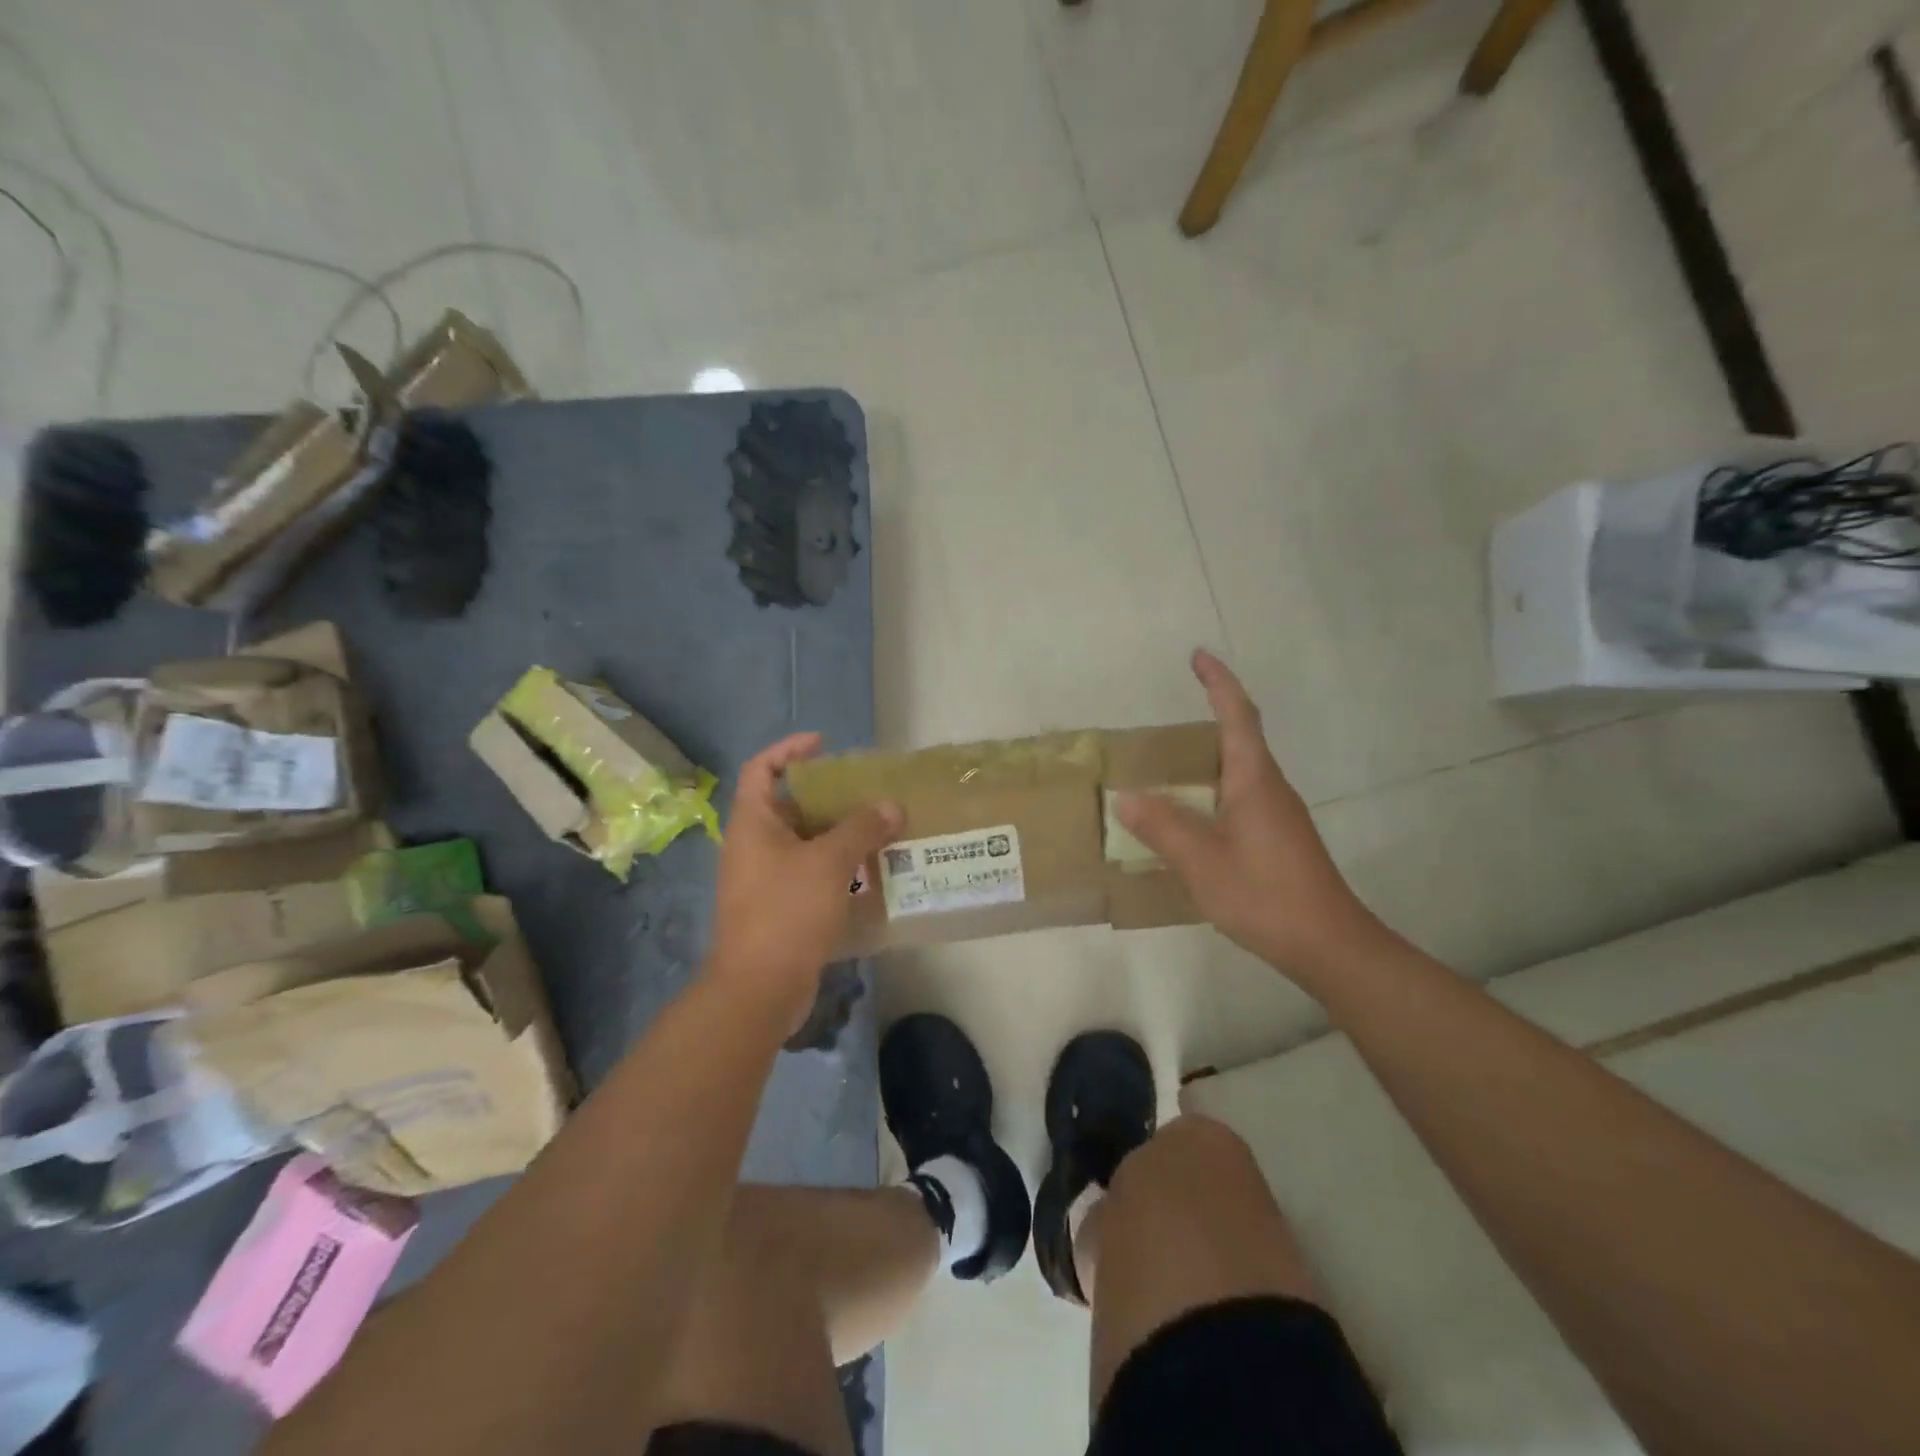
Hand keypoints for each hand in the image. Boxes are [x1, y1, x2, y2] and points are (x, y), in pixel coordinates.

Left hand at [706, 732, 901, 1031]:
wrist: (759, 988)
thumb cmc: (787, 911)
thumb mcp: (829, 862)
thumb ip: (861, 829)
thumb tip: (891, 806)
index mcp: (753, 824)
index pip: (762, 769)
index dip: (789, 750)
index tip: (824, 745)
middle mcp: (753, 846)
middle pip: (788, 806)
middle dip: (827, 796)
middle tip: (866, 792)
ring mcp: (764, 879)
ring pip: (804, 843)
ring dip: (838, 835)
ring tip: (879, 829)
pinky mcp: (779, 908)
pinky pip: (809, 874)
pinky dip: (836, 867)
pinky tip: (869, 872)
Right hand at [1116, 650, 1384, 980]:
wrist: (1329, 945)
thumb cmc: (1265, 894)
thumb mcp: (1202, 861)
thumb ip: (1163, 827)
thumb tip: (1127, 798)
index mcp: (1254, 780)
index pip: (1238, 716)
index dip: (1219, 683)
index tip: (1198, 656)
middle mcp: (1270, 789)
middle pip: (1239, 740)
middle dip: (1207, 721)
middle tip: (1161, 730)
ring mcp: (1278, 815)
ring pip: (1238, 774)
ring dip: (1205, 764)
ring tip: (1164, 773)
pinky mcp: (1278, 840)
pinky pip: (1239, 800)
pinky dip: (1210, 795)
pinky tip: (1189, 822)